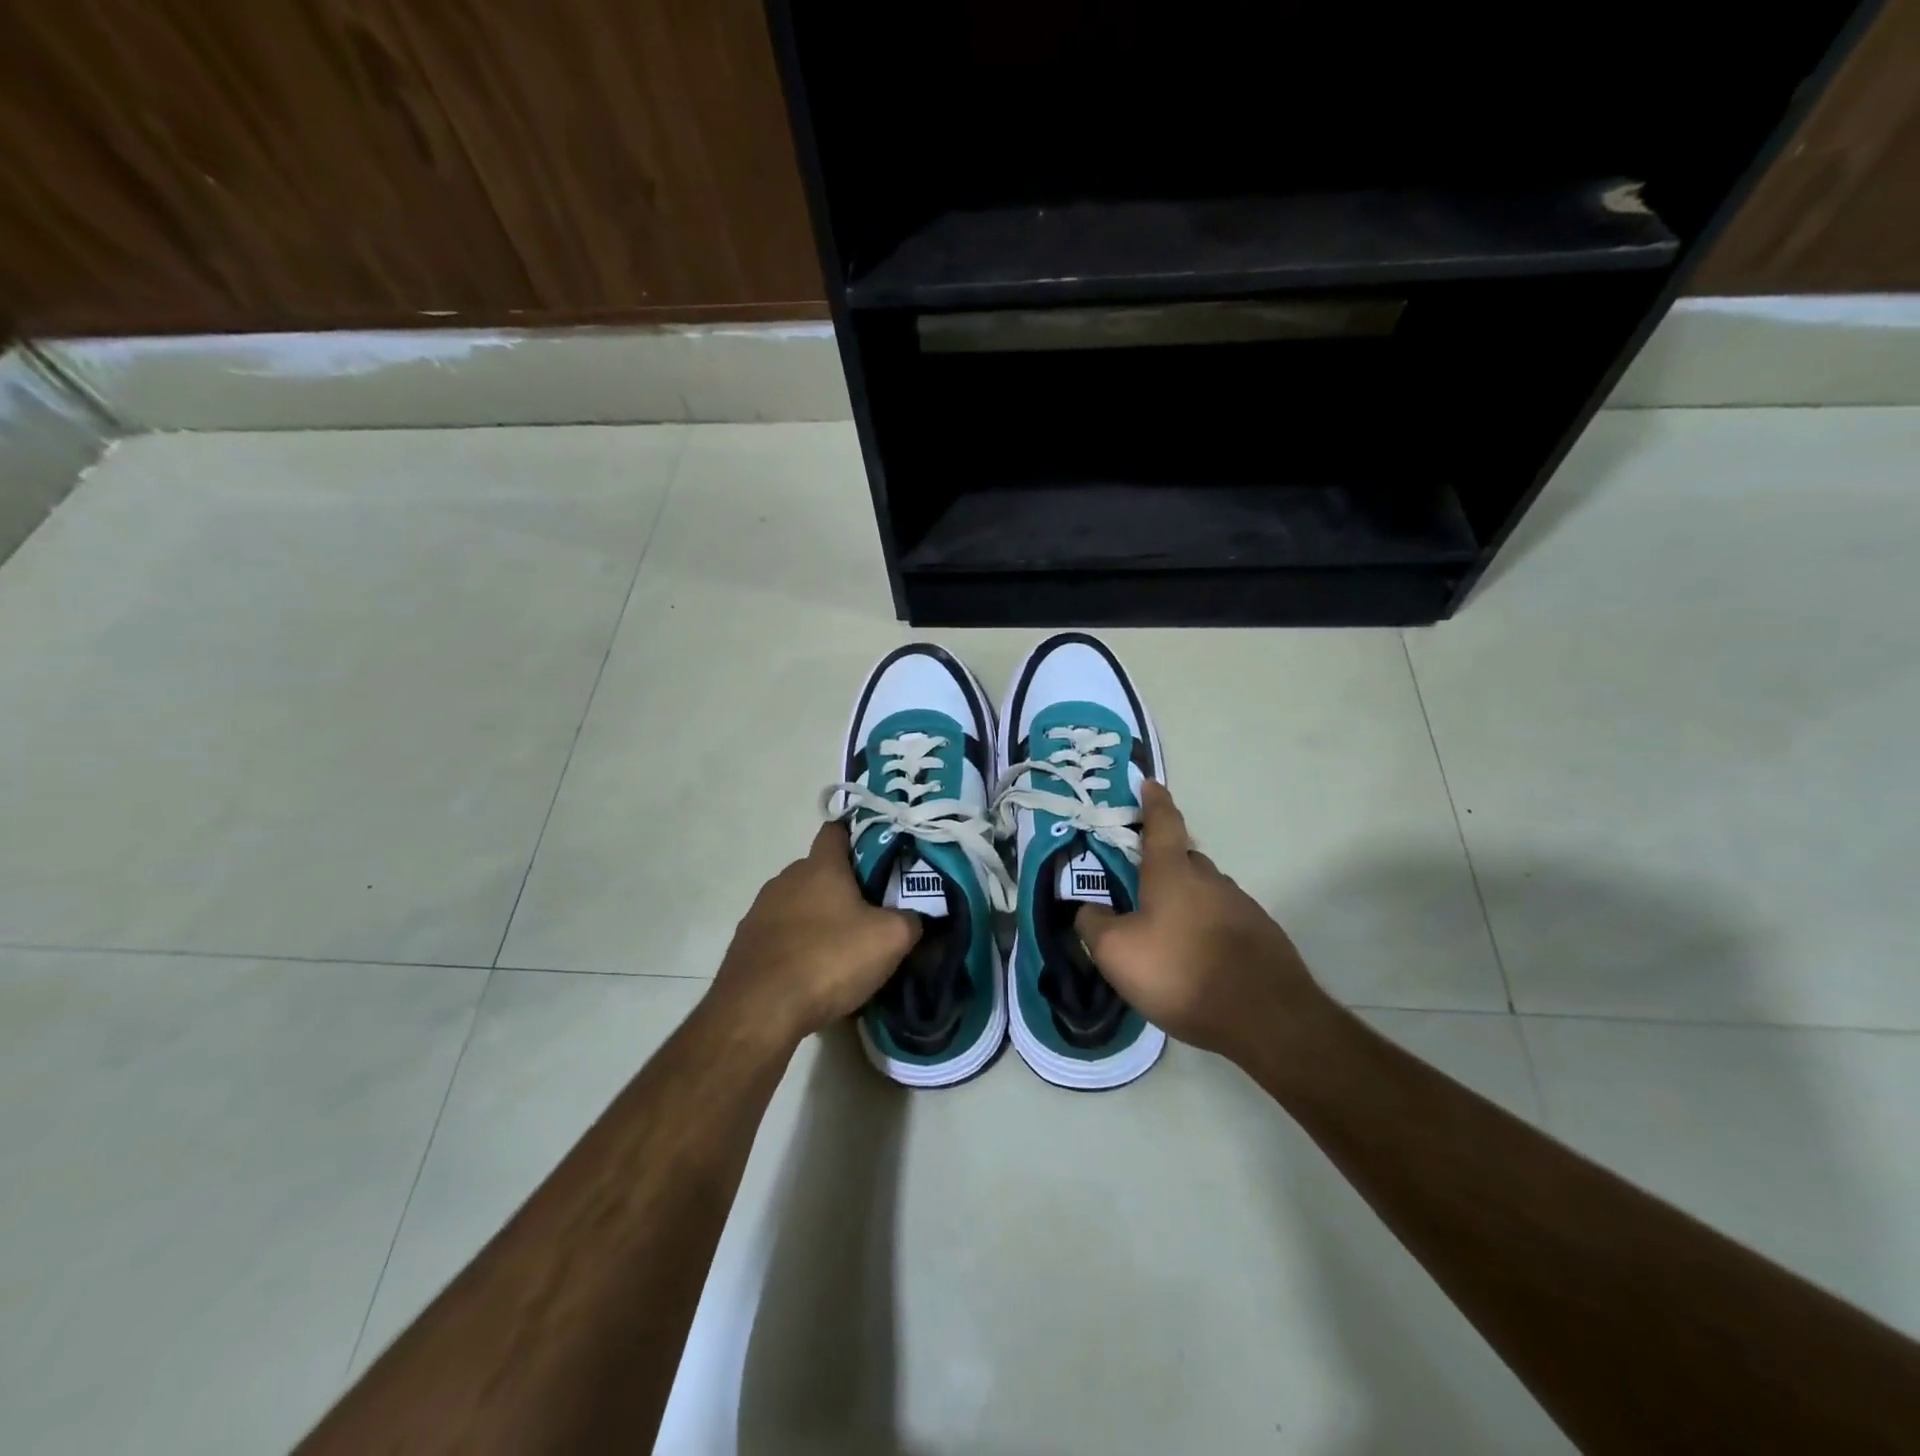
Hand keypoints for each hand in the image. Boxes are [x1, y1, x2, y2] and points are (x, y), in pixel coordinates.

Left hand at [710, 821, 920, 1046]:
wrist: (759, 1011)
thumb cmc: (829, 959)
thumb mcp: (890, 939)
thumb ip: (911, 919)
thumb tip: (915, 916)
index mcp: (820, 866)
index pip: (837, 830)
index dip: (858, 835)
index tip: (880, 852)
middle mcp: (786, 879)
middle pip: (820, 870)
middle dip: (844, 885)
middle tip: (872, 910)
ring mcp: (761, 911)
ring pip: (800, 903)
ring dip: (820, 918)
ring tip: (843, 948)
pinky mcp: (746, 944)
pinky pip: (782, 935)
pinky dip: (798, 945)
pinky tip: (814, 973)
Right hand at [1075, 782, 1333, 1067]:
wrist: (1265, 1017)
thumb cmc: (1181, 972)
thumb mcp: (1116, 952)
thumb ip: (1094, 923)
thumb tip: (1088, 908)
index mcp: (1173, 872)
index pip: (1162, 823)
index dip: (1153, 802)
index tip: (1149, 783)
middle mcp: (1211, 879)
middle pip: (1184, 858)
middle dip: (1163, 863)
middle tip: (1141, 885)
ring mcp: (1242, 906)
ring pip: (1206, 890)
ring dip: (1186, 900)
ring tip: (1167, 932)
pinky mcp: (1262, 936)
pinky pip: (1224, 919)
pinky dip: (1207, 927)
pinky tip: (1198, 958)